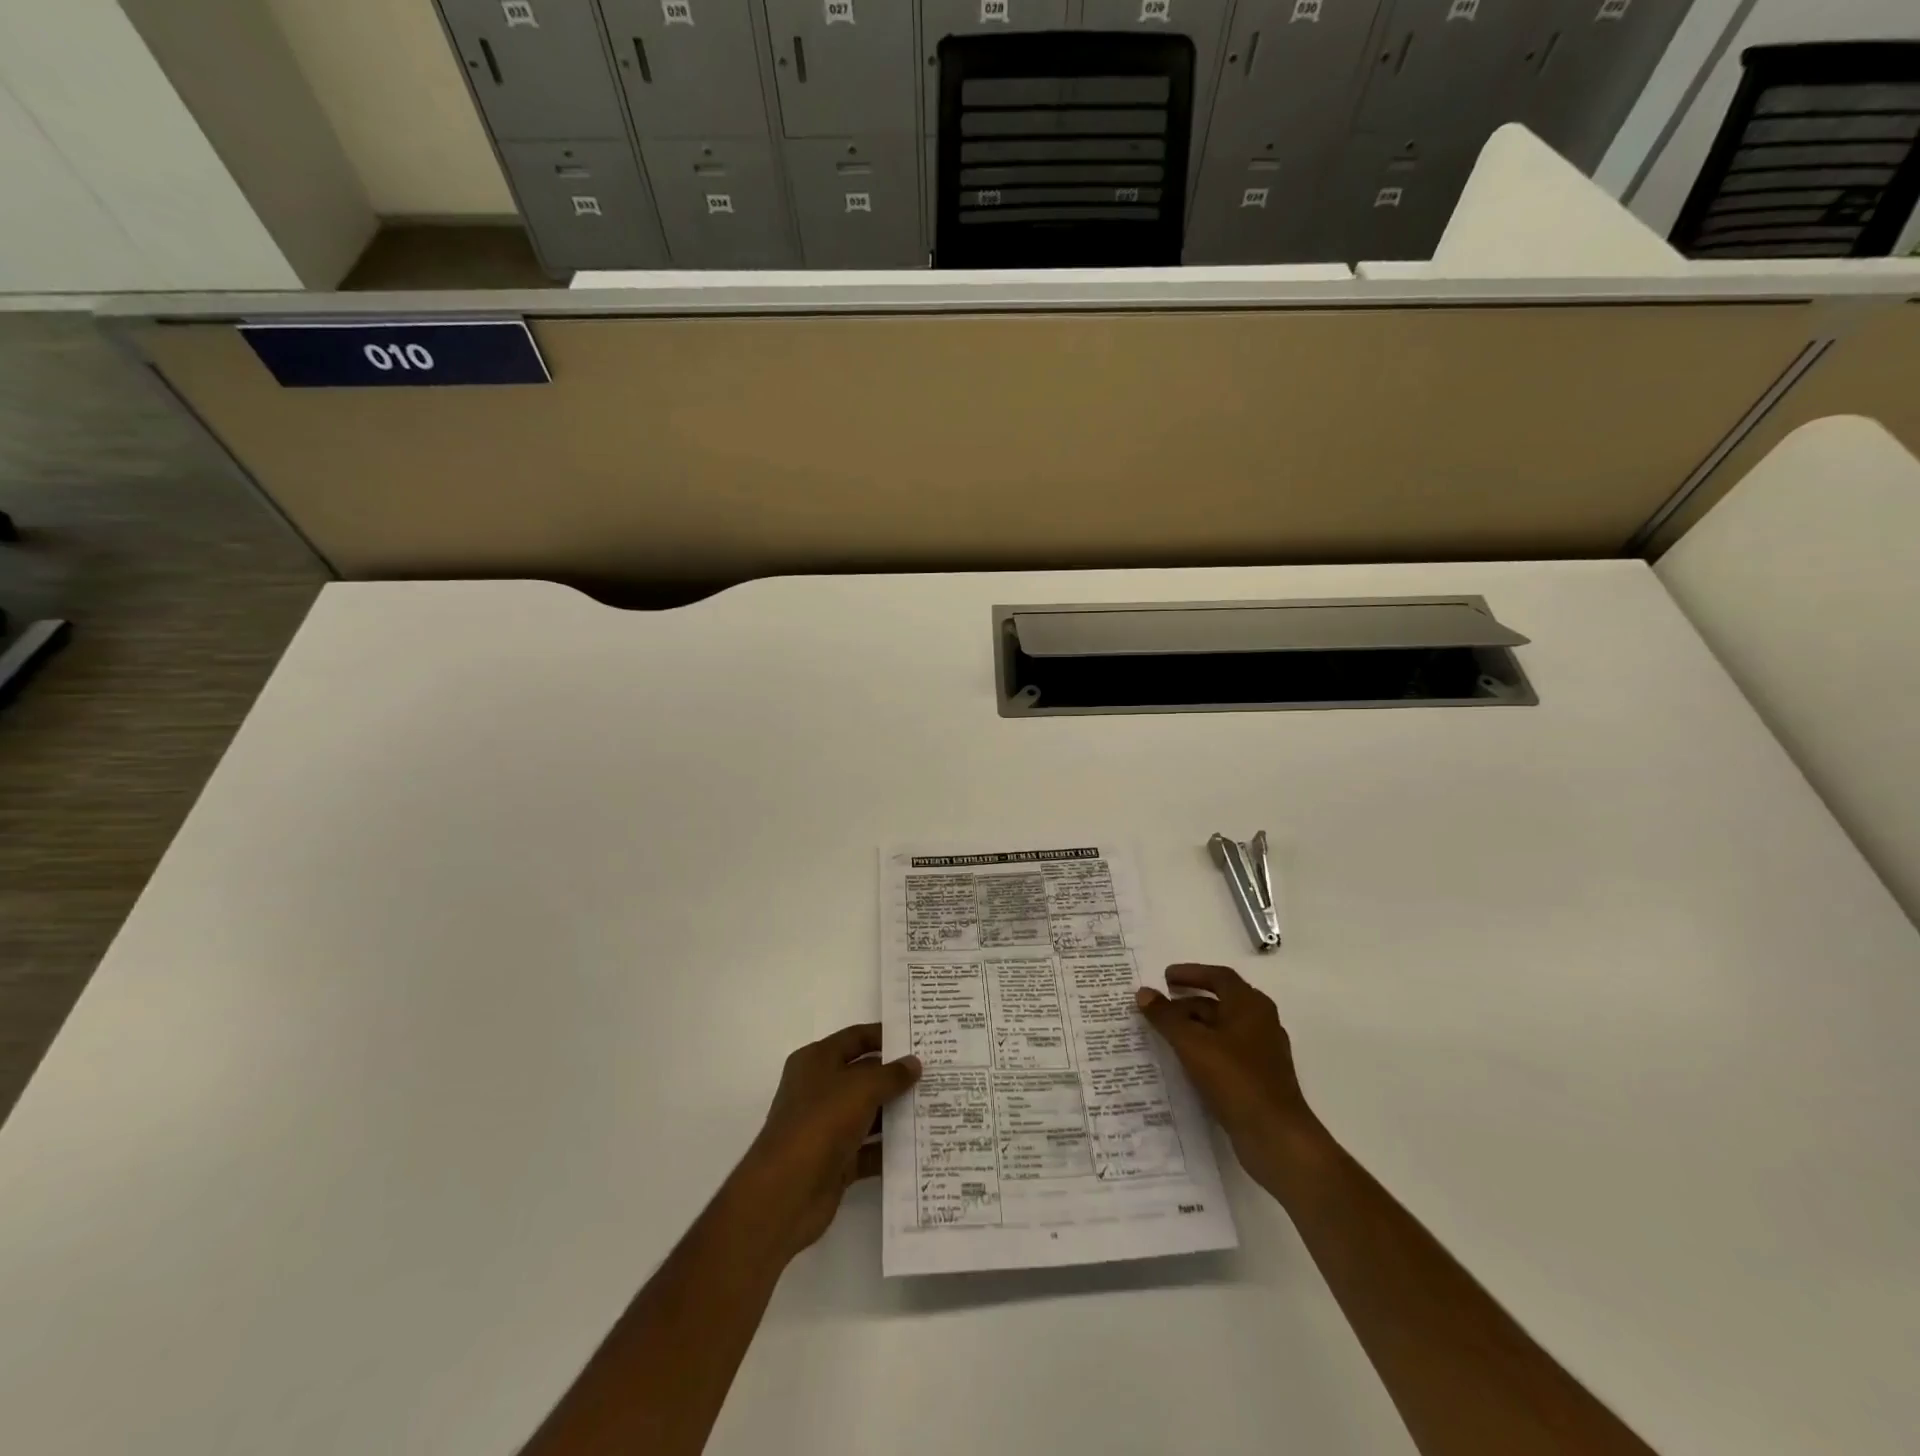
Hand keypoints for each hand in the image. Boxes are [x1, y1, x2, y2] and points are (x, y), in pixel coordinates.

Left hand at [731, 1024, 920, 1261]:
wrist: (786, 1192)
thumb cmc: (821, 1122)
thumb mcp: (861, 1088)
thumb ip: (891, 1074)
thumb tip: (914, 1063)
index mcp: (817, 1061)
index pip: (855, 1039)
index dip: (885, 1036)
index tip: (918, 1039)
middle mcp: (819, 1089)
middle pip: (864, 1075)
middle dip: (896, 1076)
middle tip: (935, 1074)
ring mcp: (826, 1126)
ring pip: (868, 1112)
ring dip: (896, 1112)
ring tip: (934, 1107)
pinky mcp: (835, 1160)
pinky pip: (868, 1148)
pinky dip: (889, 1147)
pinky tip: (919, 1145)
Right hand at [1136, 964, 1320, 1188]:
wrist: (1276, 1136)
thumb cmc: (1235, 1079)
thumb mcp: (1192, 1043)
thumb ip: (1166, 1016)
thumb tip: (1144, 992)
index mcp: (1251, 1005)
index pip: (1219, 977)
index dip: (1191, 973)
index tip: (1165, 977)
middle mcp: (1261, 1023)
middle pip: (1221, 1002)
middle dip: (1189, 1002)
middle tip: (1160, 1006)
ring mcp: (1263, 1052)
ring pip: (1223, 1029)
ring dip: (1195, 1027)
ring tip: (1166, 1034)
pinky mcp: (1260, 1078)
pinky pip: (1227, 1052)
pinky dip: (1205, 1049)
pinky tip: (1186, 1062)